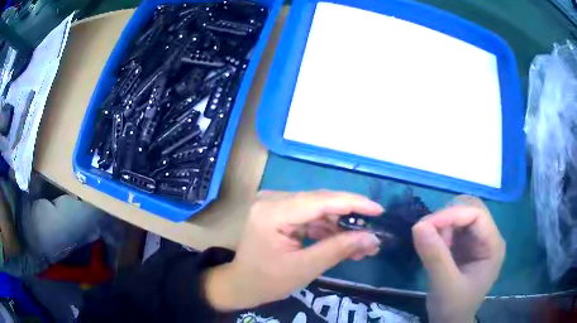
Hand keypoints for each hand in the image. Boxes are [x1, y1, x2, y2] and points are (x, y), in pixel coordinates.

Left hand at [203, 190, 382, 310]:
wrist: (242, 284)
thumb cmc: (268, 280)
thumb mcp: (305, 268)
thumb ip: (339, 249)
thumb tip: (372, 238)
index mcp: (273, 212)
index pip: (320, 200)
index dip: (353, 203)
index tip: (378, 210)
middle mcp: (273, 200)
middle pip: (321, 202)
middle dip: (350, 218)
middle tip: (373, 233)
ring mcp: (275, 204)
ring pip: (319, 209)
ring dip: (341, 226)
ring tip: (363, 244)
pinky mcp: (280, 212)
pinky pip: (310, 216)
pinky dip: (328, 229)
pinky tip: (345, 242)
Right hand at [412, 196, 504, 322]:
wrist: (450, 322)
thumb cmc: (453, 307)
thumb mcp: (444, 285)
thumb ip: (434, 256)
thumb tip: (418, 225)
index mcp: (493, 245)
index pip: (477, 215)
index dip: (452, 214)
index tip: (424, 225)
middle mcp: (489, 237)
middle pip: (471, 208)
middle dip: (447, 216)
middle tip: (427, 233)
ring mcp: (478, 240)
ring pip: (462, 214)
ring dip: (443, 224)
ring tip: (433, 246)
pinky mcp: (467, 244)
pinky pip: (454, 226)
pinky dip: (441, 231)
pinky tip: (436, 247)